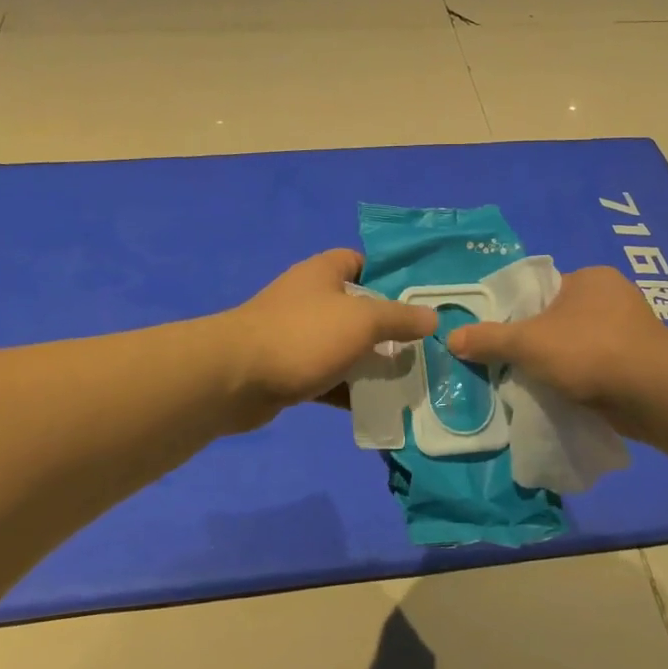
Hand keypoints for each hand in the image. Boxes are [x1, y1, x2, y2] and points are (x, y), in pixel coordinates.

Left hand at [224, 250, 436, 430]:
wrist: (235, 379)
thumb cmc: (303, 336)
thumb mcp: (362, 321)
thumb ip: (399, 318)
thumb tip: (432, 316)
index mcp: (324, 272)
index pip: (361, 262)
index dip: (389, 276)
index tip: (419, 299)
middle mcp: (310, 299)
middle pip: (357, 308)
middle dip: (388, 328)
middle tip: (423, 346)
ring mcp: (297, 336)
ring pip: (344, 346)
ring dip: (371, 363)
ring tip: (409, 379)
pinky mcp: (289, 370)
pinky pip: (329, 377)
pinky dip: (349, 390)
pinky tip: (378, 406)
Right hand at [448, 266, 665, 412]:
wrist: (652, 392)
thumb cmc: (587, 350)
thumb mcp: (527, 343)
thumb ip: (489, 340)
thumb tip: (451, 338)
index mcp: (589, 278)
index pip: (543, 291)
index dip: (521, 314)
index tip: (506, 340)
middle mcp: (614, 297)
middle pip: (562, 319)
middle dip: (542, 343)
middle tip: (518, 366)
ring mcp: (633, 330)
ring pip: (583, 346)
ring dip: (565, 365)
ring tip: (541, 385)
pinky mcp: (643, 362)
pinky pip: (601, 368)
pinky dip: (585, 380)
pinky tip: (570, 397)